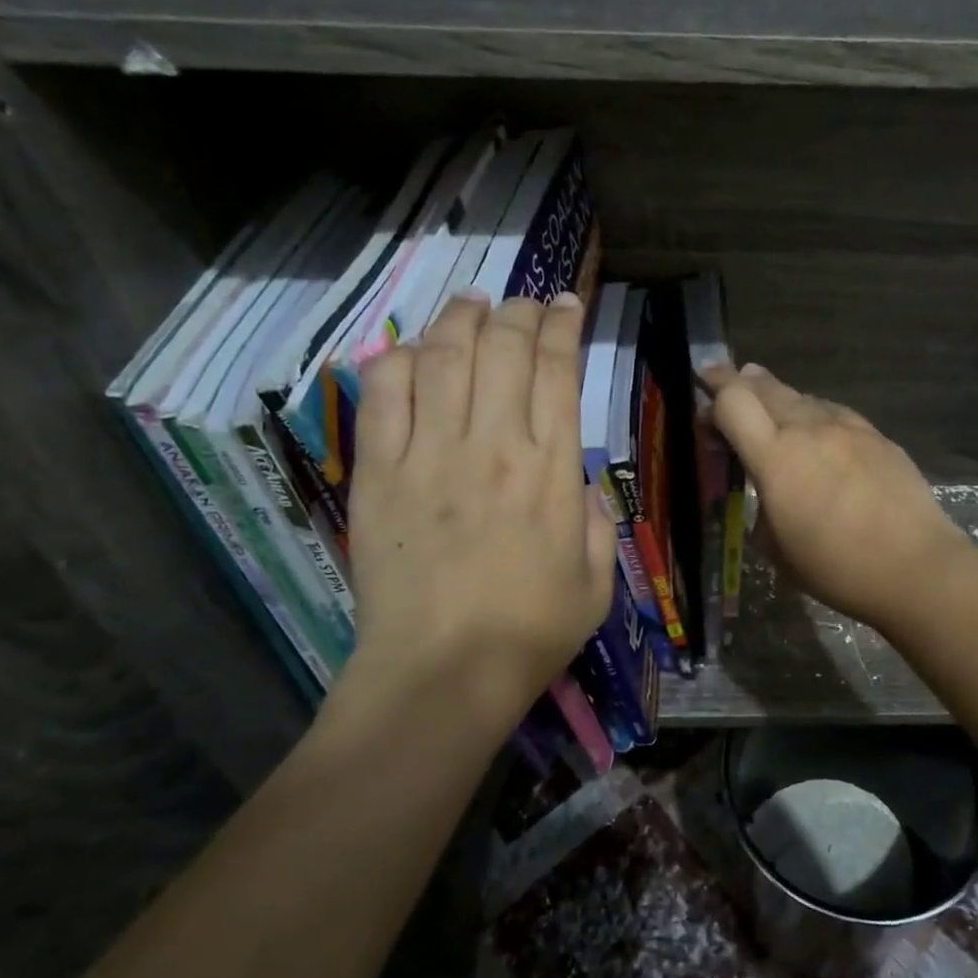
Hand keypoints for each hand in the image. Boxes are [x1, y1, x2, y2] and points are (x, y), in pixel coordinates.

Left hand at [335, 291, 615, 736]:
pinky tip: (410, 351)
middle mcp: (493, 445)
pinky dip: (396, 360)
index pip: (557, 370)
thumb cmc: (531, 631)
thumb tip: (572, 479)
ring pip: (443, 356)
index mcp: (551, 470)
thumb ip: (594, 519)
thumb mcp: (597, 579)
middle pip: (503, 348)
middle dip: (518, 312)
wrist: (442, 674)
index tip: (566, 305)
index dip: (563, 326)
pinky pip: (383, 394)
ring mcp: (431, 454)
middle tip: (524, 304)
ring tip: (472, 305)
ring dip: (460, 319)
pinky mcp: (379, 472)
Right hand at [702, 363, 970, 632]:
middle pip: (765, 386)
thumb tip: (768, 497)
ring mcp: (848, 428)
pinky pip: (835, 413)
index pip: (733, 401)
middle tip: (724, 382)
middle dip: (739, 382)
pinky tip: (819, 432)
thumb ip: (762, 512)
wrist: (916, 567)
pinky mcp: (878, 436)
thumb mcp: (778, 551)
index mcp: (776, 459)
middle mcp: (809, 430)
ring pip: (803, 396)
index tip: (703, 393)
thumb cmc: (837, 569)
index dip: (713, 391)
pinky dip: (815, 415)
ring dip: (779, 398)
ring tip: (772, 408)